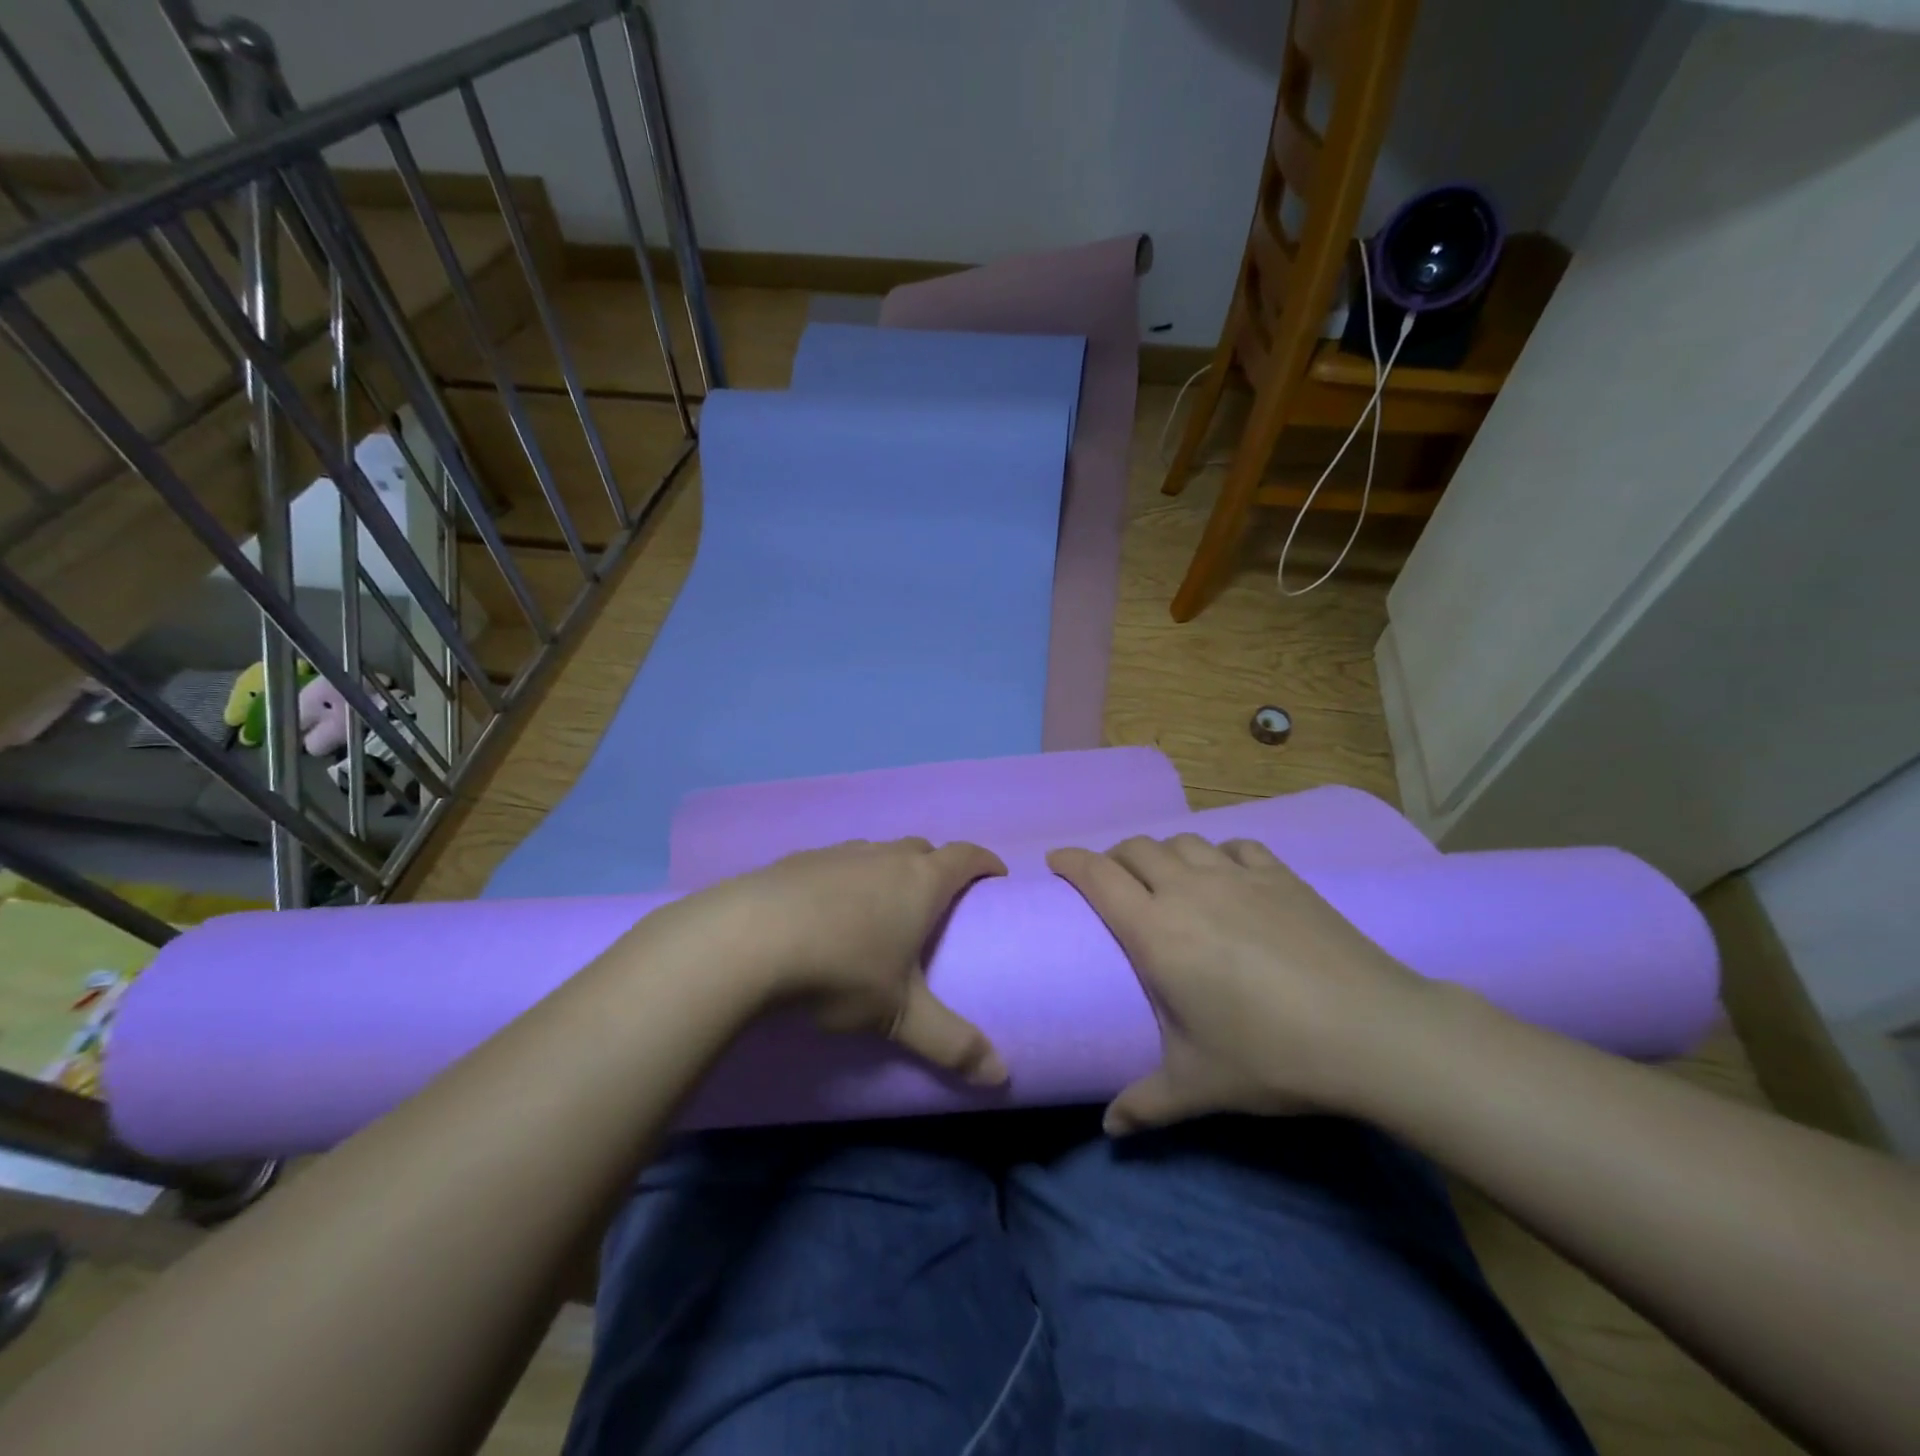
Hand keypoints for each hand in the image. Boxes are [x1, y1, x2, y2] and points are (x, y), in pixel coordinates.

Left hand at [648, 838, 1009, 1085]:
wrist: (746, 940)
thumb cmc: (840, 970)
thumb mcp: (899, 1016)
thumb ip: (952, 1044)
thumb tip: (1001, 1076)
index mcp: (919, 881)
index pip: (965, 856)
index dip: (984, 862)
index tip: (994, 876)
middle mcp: (882, 856)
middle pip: (922, 848)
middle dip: (937, 866)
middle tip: (938, 901)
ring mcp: (837, 853)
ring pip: (876, 852)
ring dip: (889, 870)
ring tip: (882, 907)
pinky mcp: (796, 860)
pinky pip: (835, 862)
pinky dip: (845, 879)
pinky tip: (826, 910)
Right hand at [1048, 835, 1430, 1133]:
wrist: (1371, 1030)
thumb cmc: (1270, 1054)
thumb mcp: (1198, 1085)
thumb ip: (1145, 1104)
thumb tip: (1110, 1129)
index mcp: (1156, 931)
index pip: (1098, 876)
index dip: (1071, 860)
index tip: (1056, 860)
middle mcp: (1189, 891)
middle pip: (1136, 848)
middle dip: (1113, 857)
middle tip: (1110, 881)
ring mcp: (1238, 877)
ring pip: (1183, 841)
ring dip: (1163, 853)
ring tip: (1165, 878)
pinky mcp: (1281, 876)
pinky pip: (1235, 847)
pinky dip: (1218, 853)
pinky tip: (1226, 874)